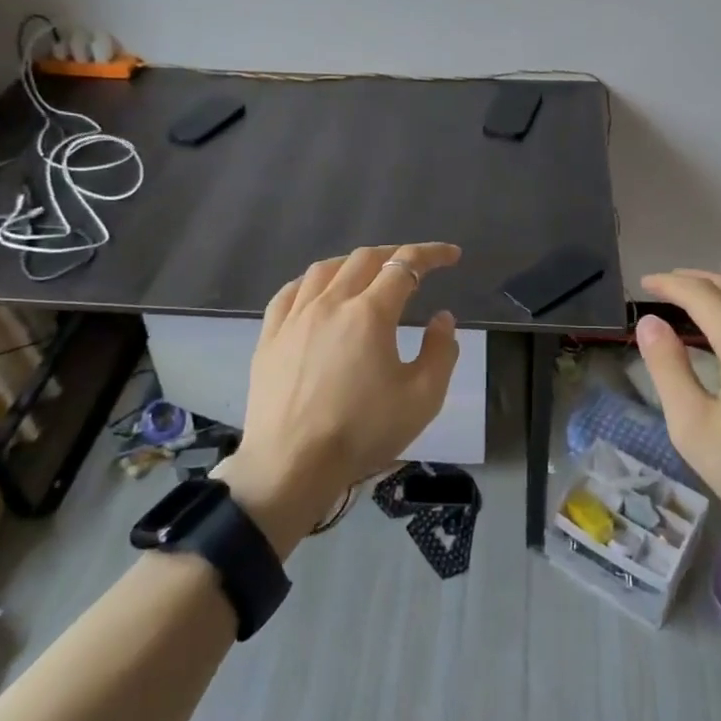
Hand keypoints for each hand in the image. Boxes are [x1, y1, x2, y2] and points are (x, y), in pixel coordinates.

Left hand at [218, 243, 462, 555]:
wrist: (291, 466)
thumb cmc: (362, 432)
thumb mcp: (422, 399)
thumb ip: (441, 352)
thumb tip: (442, 318)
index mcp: (370, 313)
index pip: (405, 266)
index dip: (432, 254)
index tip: (451, 255)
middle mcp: (331, 303)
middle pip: (365, 259)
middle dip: (396, 255)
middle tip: (415, 266)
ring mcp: (295, 317)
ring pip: (325, 269)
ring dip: (354, 263)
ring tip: (369, 273)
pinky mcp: (270, 336)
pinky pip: (290, 292)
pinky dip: (313, 281)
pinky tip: (318, 291)